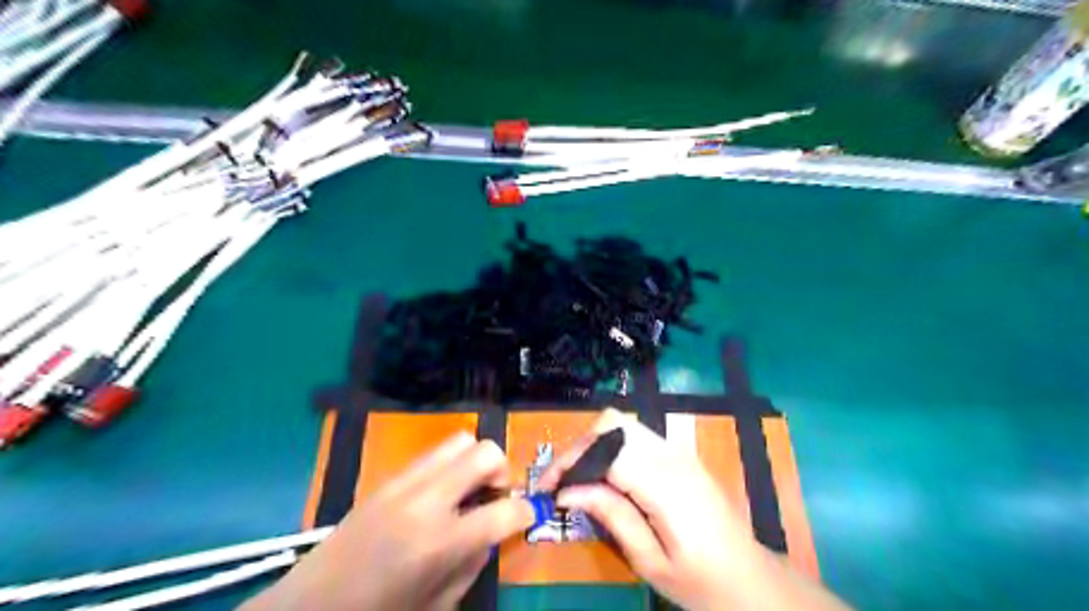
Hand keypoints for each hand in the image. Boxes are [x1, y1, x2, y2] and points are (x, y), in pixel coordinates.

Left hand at [246, 432, 533, 607]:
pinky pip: (431, 454)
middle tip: (496, 493)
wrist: (309, 608)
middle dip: (503, 469)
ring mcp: (403, 485)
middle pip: (484, 453)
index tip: (528, 514)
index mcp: (440, 543)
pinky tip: (441, 492)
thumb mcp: (438, 604)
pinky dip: (449, 465)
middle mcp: (425, 502)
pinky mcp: (386, 479)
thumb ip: (472, 563)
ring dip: (475, 460)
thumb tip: (492, 532)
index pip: (503, 511)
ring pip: (458, 441)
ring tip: (470, 487)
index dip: (525, 511)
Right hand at [536, 412, 760, 610]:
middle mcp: (671, 455)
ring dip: (593, 444)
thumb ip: (611, 516)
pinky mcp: (679, 454)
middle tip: (561, 481)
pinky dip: (610, 447)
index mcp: (665, 484)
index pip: (606, 451)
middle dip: (579, 447)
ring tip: (577, 478)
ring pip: (622, 423)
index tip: (547, 487)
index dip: (570, 462)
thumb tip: (568, 491)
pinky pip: (635, 435)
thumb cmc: (700, 581)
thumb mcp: (650, 561)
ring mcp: (678, 450)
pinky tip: (603, 476)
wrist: (750, 578)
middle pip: (612, 423)